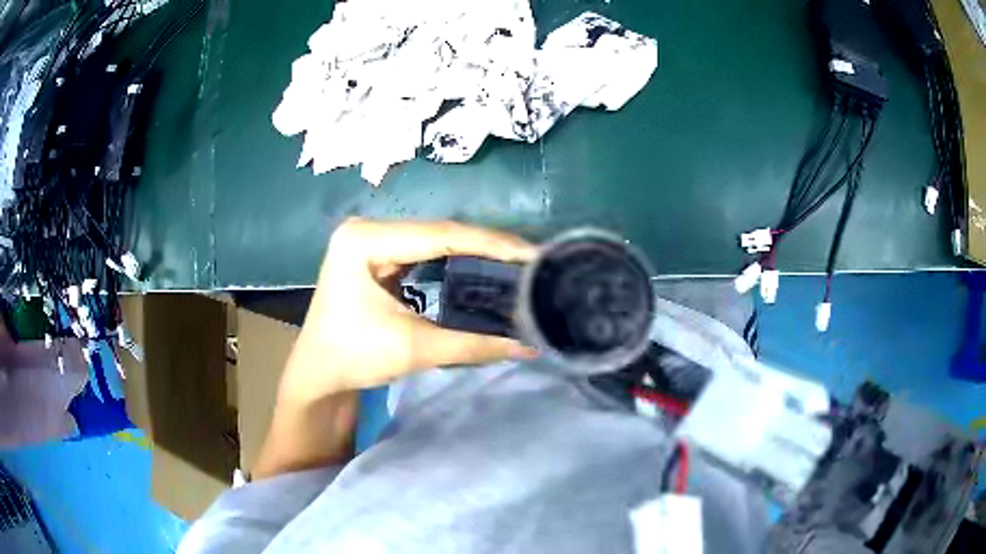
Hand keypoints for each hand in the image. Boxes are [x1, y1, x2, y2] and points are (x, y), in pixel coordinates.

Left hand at [280, 218, 537, 403]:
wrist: (318, 373)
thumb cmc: (354, 358)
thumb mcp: (415, 348)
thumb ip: (475, 345)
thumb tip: (530, 346)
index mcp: (364, 240)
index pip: (440, 235)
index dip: (490, 243)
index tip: (531, 253)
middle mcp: (365, 228)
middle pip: (437, 232)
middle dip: (486, 245)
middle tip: (529, 258)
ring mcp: (368, 238)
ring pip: (432, 238)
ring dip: (472, 249)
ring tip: (514, 260)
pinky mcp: (374, 252)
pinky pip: (422, 249)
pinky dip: (453, 257)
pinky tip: (480, 264)